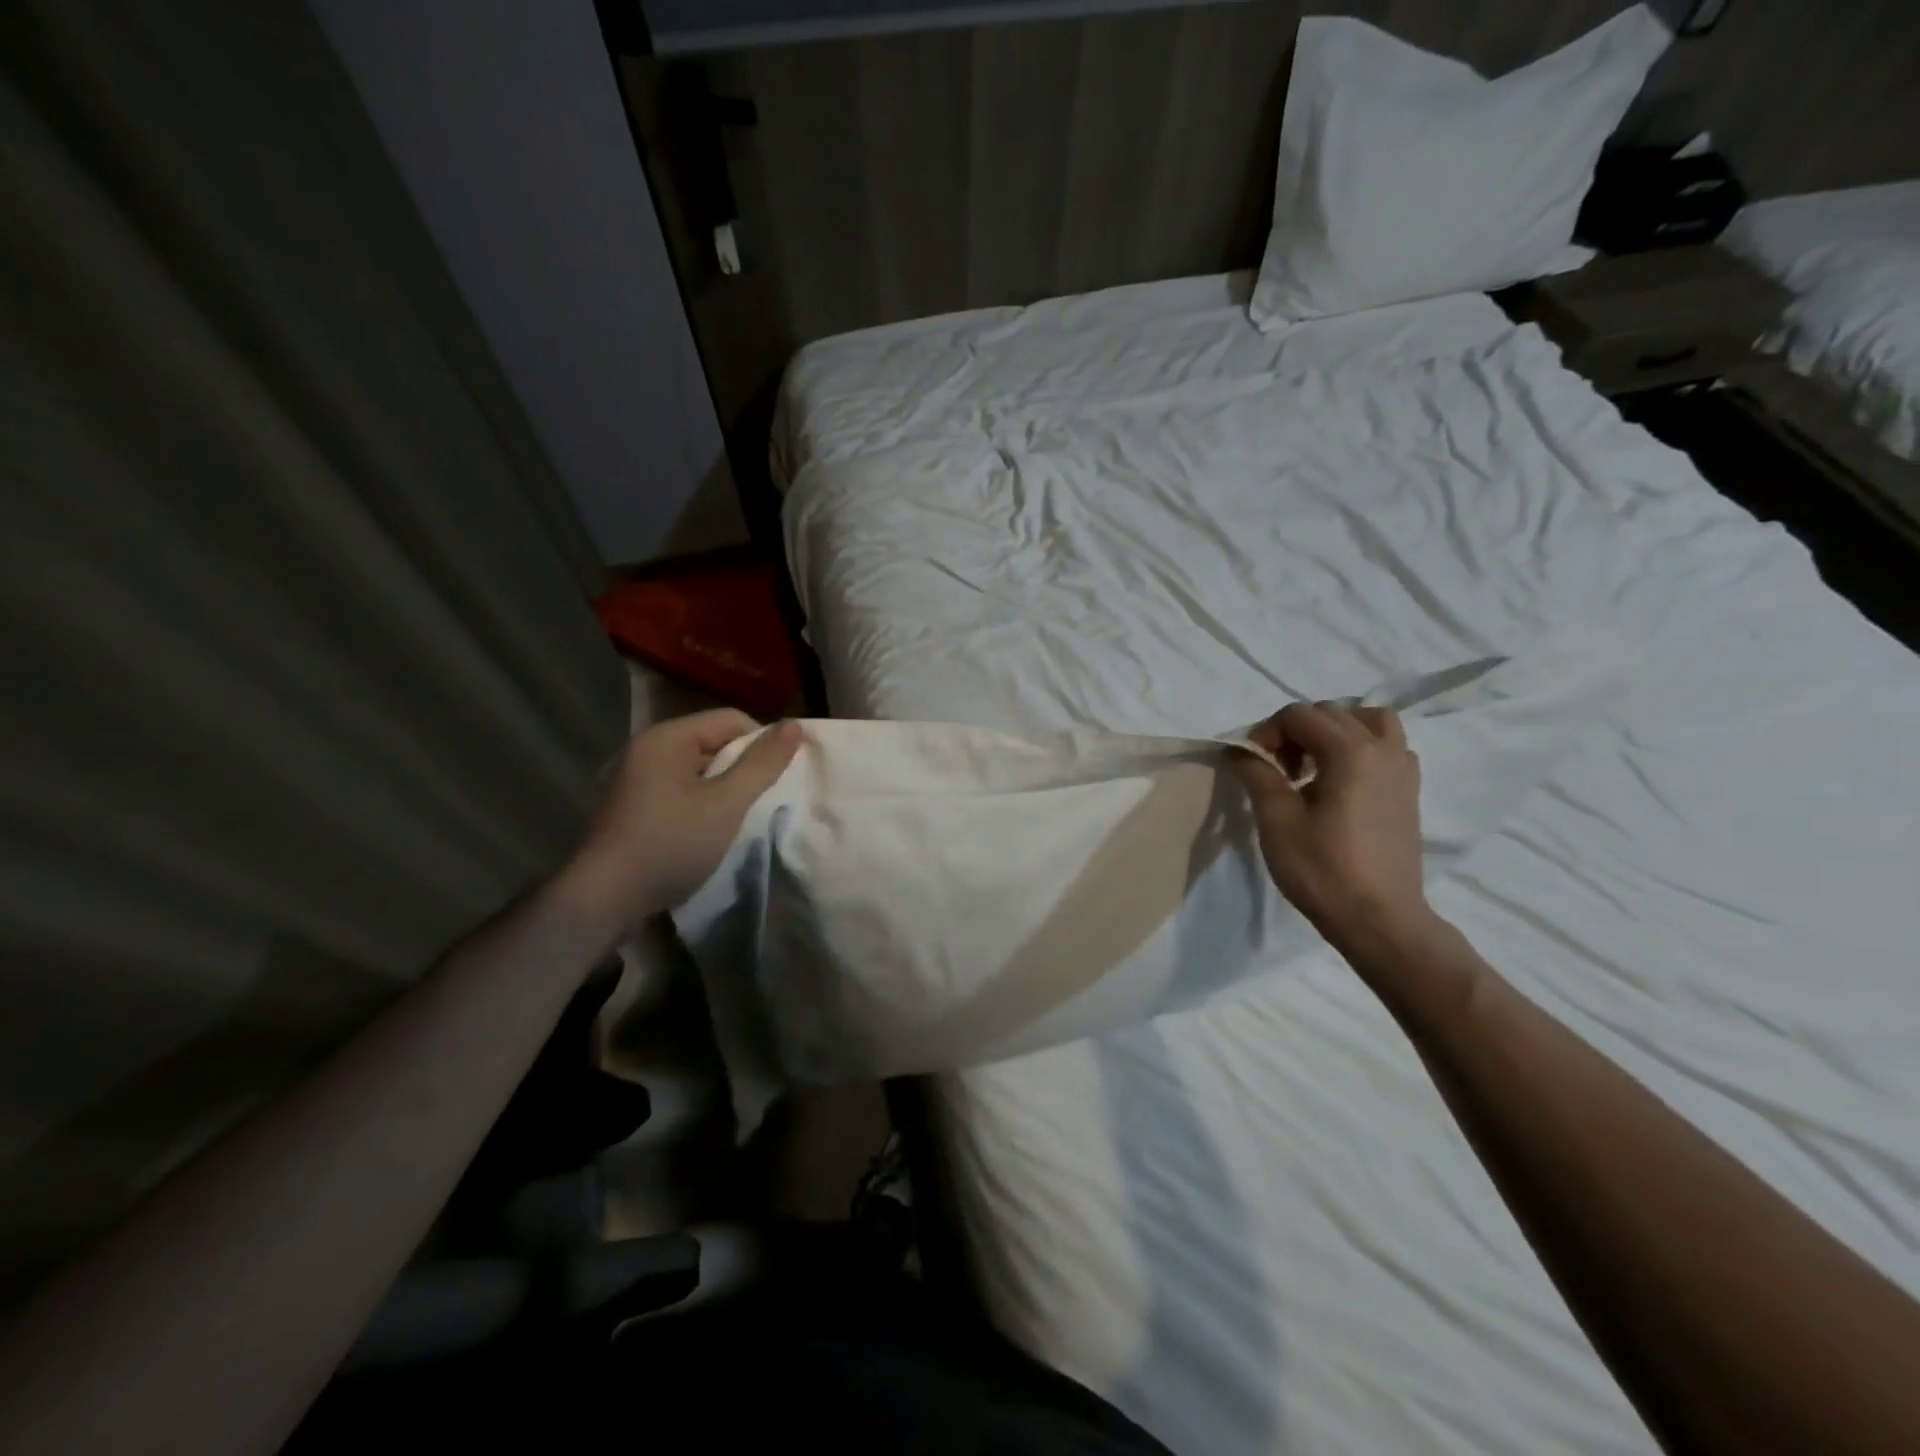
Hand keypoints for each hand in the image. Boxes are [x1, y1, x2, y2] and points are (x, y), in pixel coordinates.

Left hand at [560, 710, 801, 932]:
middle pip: (714, 742)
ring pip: (699, 771)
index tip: (776, 781)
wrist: (604, 899)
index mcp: (667, 737)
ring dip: (724, 791)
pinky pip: (681, 792)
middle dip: (743, 769)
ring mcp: (636, 779)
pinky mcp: (633, 808)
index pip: (731, 719)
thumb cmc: (670, 843)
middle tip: (761, 803)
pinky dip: (701, 805)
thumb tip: (795, 725)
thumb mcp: (726, 803)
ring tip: (738, 820)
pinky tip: (709, 833)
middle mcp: (648, 749)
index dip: (762, 744)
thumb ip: (762, 764)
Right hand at [1228, 701, 1435, 957]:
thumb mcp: (1277, 820)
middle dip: (1296, 731)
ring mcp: (1402, 769)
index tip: (1254, 766)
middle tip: (1277, 770)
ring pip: (1369, 721)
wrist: (1380, 919)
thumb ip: (1257, 774)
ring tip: (1313, 765)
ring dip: (1335, 732)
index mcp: (1349, 752)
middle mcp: (1382, 749)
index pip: (1299, 714)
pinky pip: (1388, 746)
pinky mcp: (1410, 790)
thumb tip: (1239, 749)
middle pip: (1331, 712)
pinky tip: (1342, 782)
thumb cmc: (1323, 870)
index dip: (1267, 732)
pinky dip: (1362, 748)